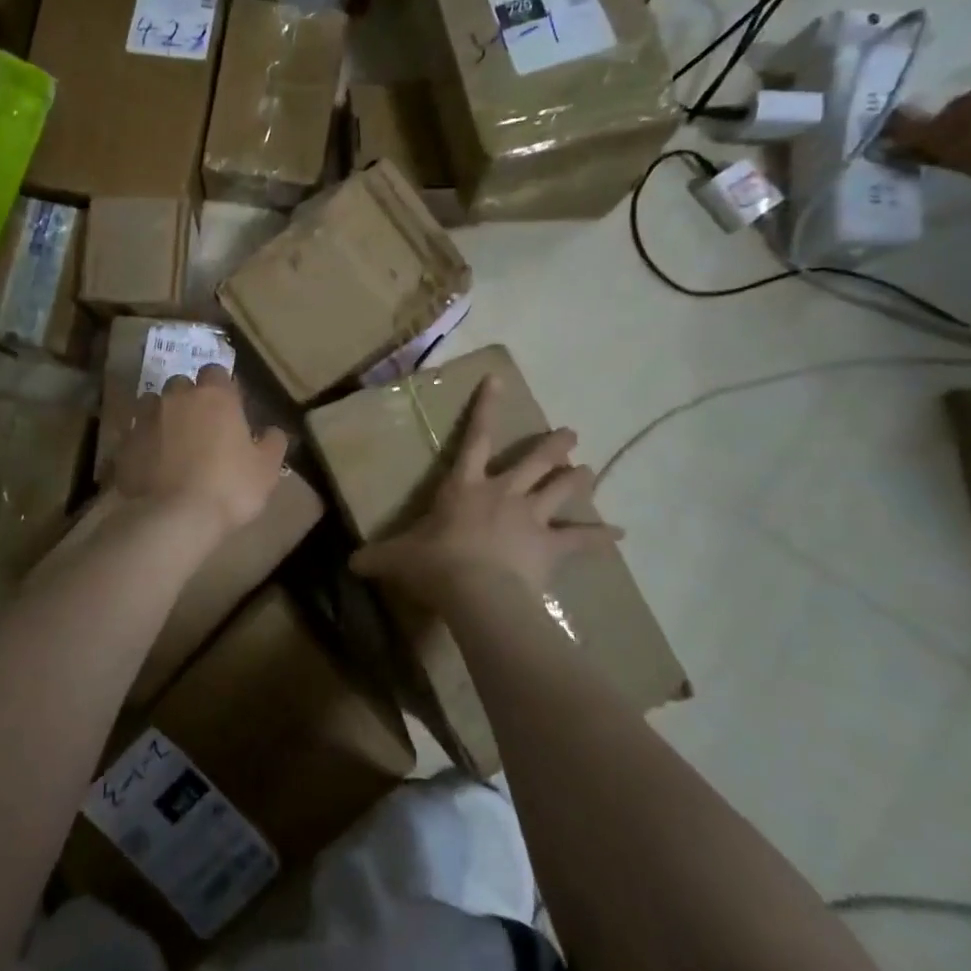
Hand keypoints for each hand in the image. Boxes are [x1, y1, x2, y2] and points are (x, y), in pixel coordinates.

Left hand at [111, 365, 288, 538]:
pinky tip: (149, 462)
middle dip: (189, 399)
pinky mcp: (124, 443)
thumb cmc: (229, 488)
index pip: (216, 372)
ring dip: (162, 415)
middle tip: (200, 426)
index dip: (221, 388)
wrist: (173, 518)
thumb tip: (273, 430)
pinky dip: (142, 441)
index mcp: (215, 396)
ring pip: (152, 403)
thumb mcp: (266, 469)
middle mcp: (177, 397)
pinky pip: (133, 433)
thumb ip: (272, 443)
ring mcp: (146, 418)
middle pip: (181, 384)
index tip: (228, 408)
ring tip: (171, 442)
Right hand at [350, 374, 621, 608]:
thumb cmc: (435, 563)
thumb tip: (350, 563)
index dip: (486, 408)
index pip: (474, 438)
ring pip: (560, 490)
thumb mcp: (397, 557)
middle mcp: (502, 493)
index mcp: (465, 486)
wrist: (477, 591)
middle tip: (571, 434)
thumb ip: (376, 557)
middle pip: (534, 461)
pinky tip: (621, 534)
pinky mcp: (550, 546)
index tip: (498, 380)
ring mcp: (530, 517)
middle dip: (553, 446)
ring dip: (577, 480)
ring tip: (590, 470)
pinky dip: (601, 537)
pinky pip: (581, 539)